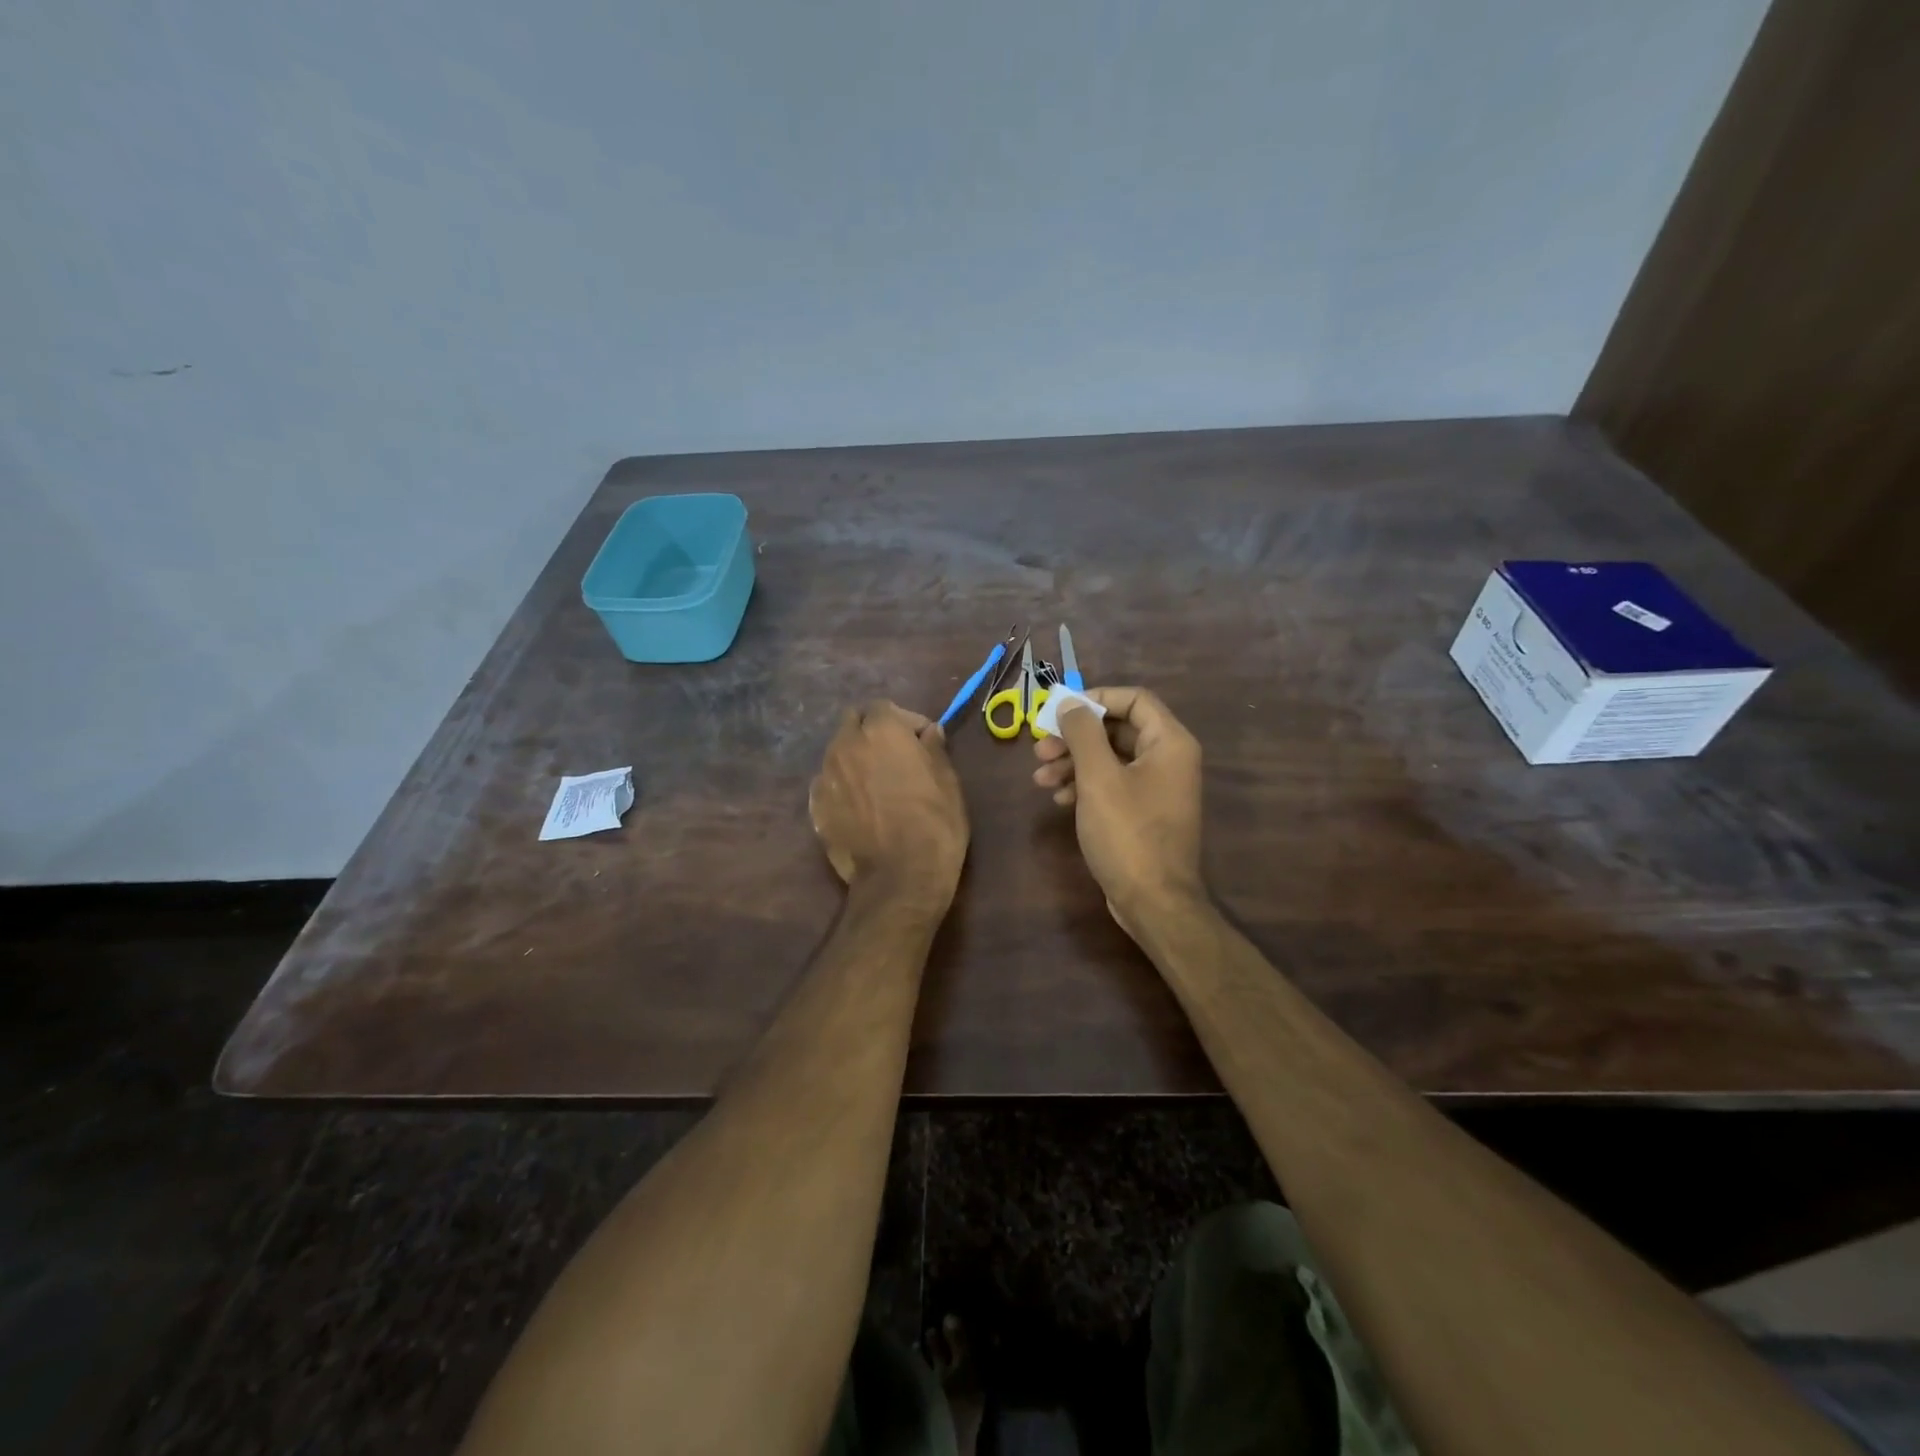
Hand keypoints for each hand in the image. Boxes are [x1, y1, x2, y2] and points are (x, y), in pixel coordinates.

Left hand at [809, 700, 968, 909]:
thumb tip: (929, 732)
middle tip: (895, 757)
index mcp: (881, 731)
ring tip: (876, 784)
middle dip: (872, 732)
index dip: (906, 721)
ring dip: (856, 758)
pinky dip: (842, 786)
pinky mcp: (815, 806)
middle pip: (853, 723)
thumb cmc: (934, 825)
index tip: (923, 743)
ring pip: (838, 752)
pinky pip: (828, 783)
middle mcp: (846, 745)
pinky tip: (859, 808)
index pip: (885, 707)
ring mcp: (825, 776)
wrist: (899, 879)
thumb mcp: (948, 783)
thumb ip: (934, 749)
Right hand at [1032, 687, 1203, 933]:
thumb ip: (1083, 733)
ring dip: (1073, 762)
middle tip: (1040, 749)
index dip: (1094, 699)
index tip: (1059, 712)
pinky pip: (1113, 784)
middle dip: (1075, 737)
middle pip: (1117, 729)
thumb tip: (1069, 703)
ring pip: (1110, 758)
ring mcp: (1157, 787)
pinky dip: (1085, 785)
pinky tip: (1059, 799)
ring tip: (1040, 778)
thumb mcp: (1098, 778)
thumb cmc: (1127, 833)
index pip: (1134, 698)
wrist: (1153, 902)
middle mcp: (1169, 759)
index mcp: (1169, 742)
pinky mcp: (1144, 812)